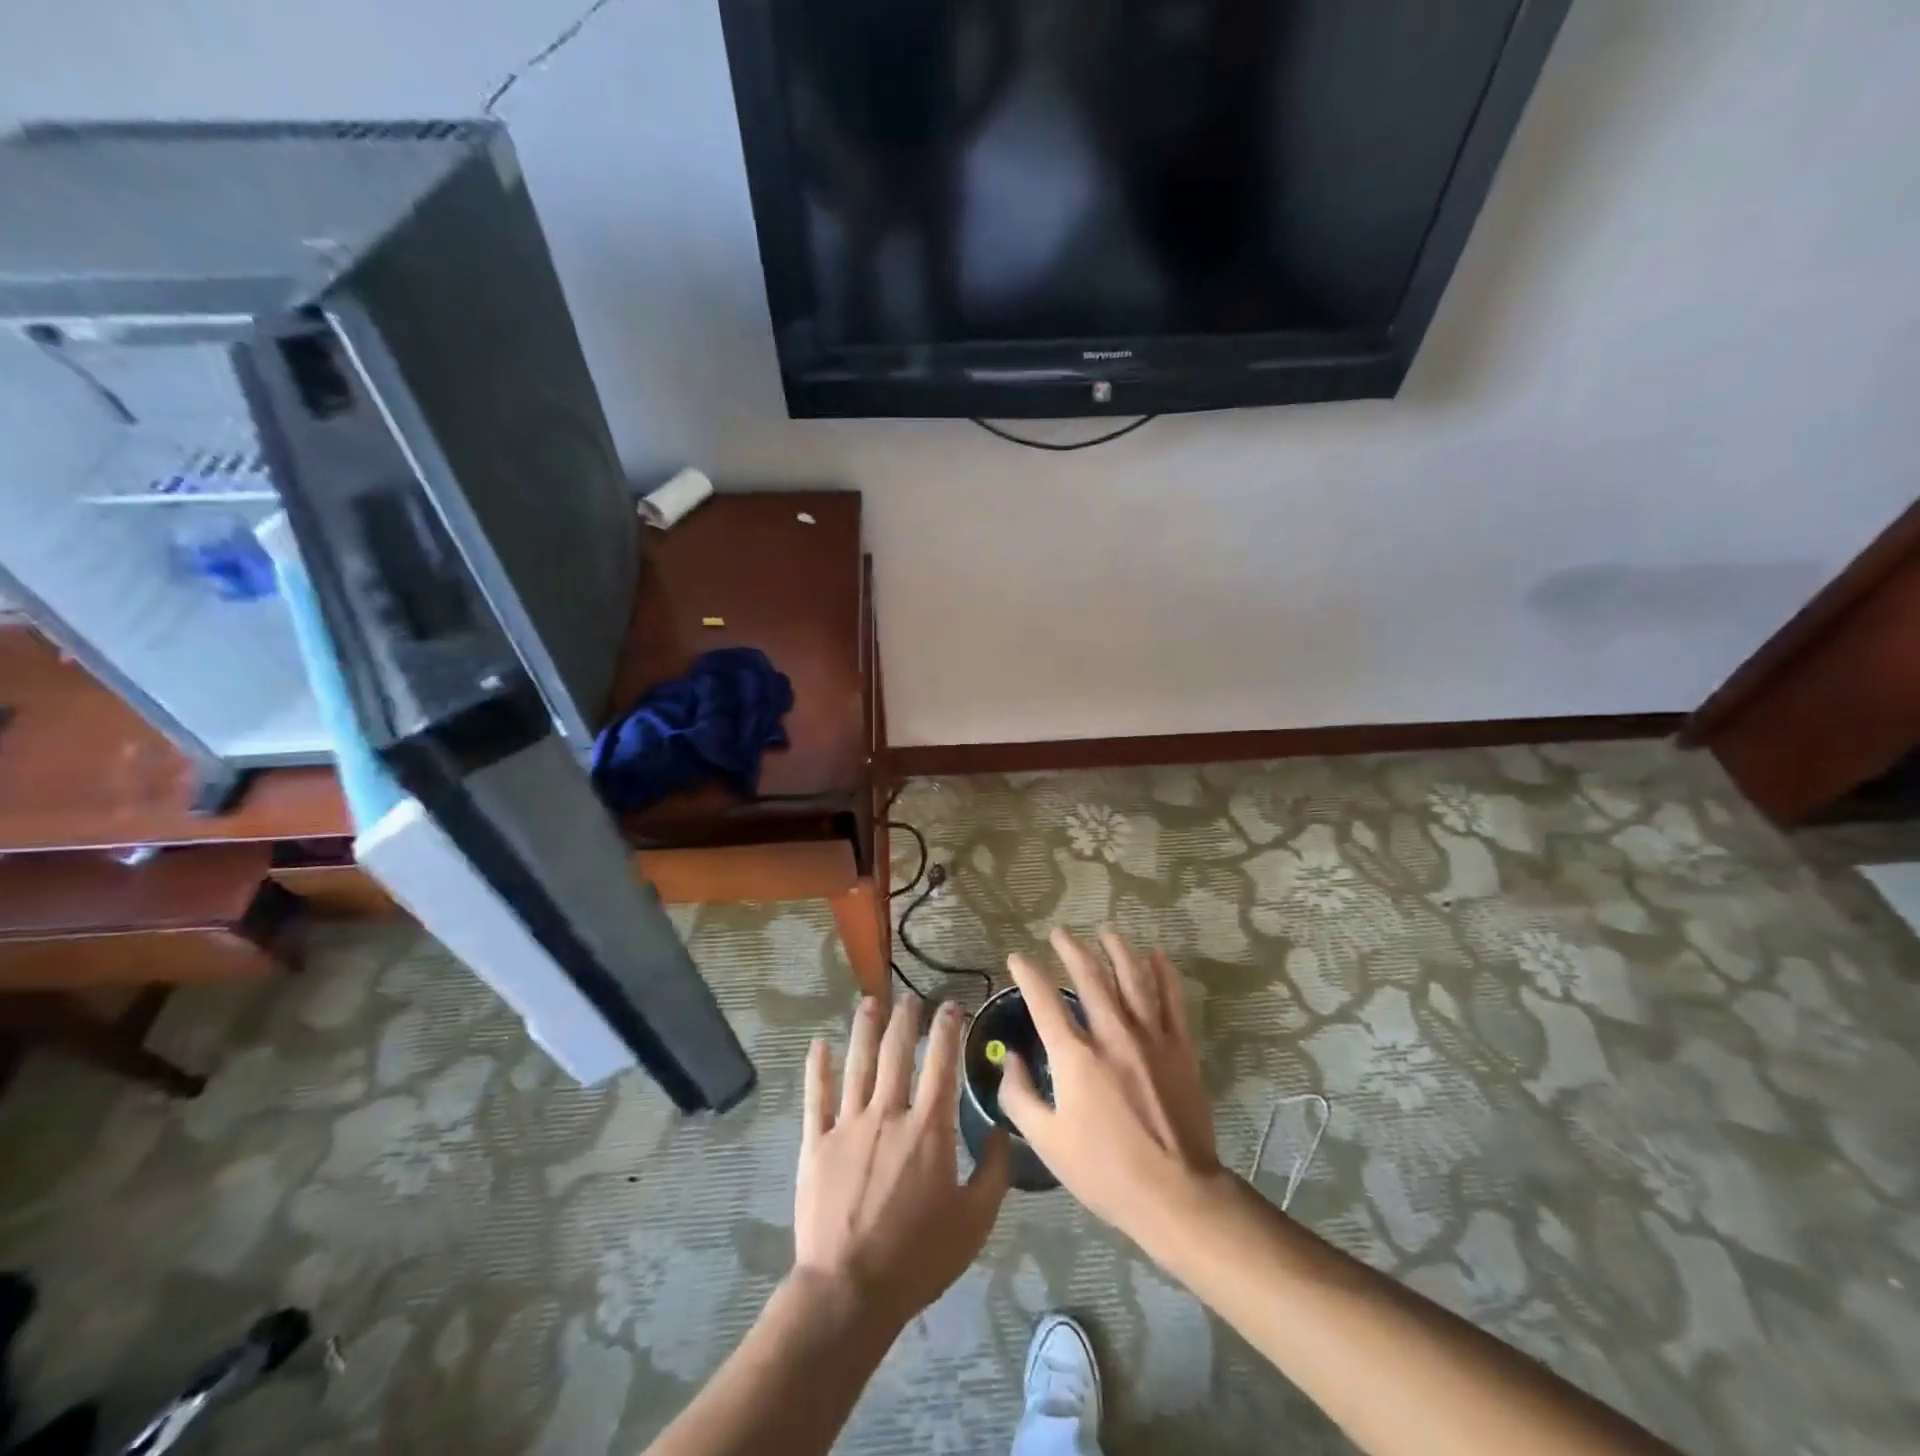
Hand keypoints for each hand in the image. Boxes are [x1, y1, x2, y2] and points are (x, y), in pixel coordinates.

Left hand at [794, 996, 1011, 1329]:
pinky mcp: (816, 1143)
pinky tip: (819, 1045)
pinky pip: (816, 1097)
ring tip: (870, 1003)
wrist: (850, 1290)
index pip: (941, 1064)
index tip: (951, 1006)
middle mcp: (888, 1113)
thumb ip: (994, 1171)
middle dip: (906, 1019)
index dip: (948, 1029)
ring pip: (857, 1064)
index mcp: (928, 1128)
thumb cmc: (918, 1257)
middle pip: (897, 1052)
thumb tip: (1002, 1129)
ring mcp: (848, 1124)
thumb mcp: (975, 1221)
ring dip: (864, 1030)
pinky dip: (818, 1069)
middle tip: (911, 997)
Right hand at [999, 928, 1222, 1242]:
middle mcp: (1111, 1034)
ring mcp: (1150, 1037)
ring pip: (1132, 978)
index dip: (1027, 973)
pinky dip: (1164, 973)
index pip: (1043, 1000)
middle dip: (1071, 949)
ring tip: (1105, 931)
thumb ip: (1020, 1095)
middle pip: (1089, 977)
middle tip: (1060, 933)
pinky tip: (1157, 956)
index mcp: (1075, 1056)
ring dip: (1117, 950)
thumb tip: (1009, 1057)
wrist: (1176, 1194)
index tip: (1018, 957)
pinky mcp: (1180, 1047)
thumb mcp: (1047, 1141)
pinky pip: (1172, 999)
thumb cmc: (1104, 1171)